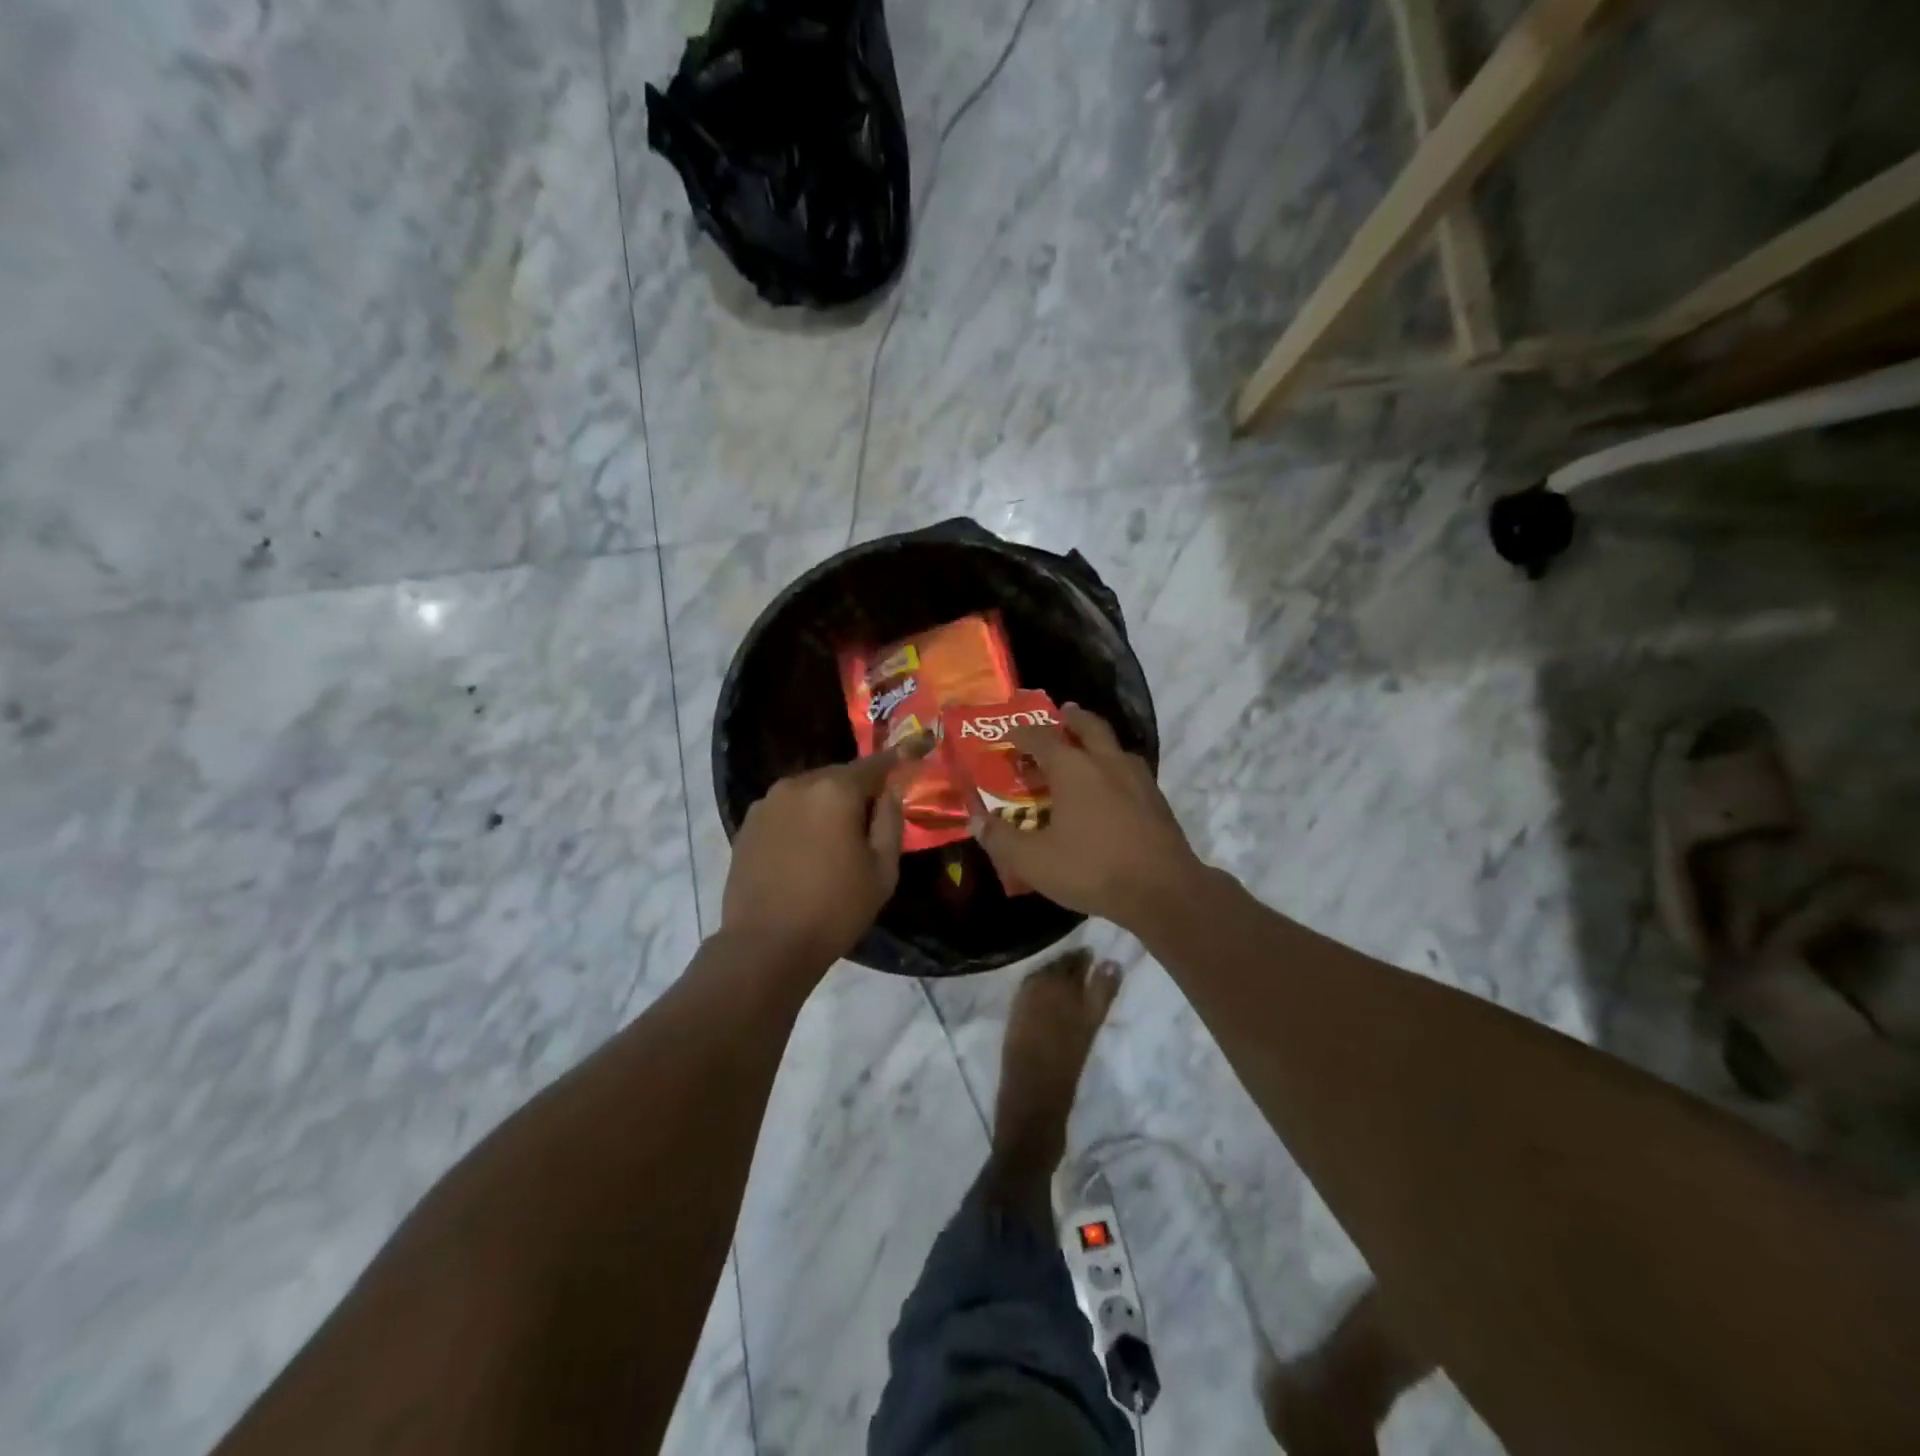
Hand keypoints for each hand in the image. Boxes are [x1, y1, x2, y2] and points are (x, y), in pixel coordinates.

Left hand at [720, 737, 928, 972]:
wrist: (766, 945)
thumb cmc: (835, 909)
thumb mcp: (882, 870)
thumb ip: (890, 821)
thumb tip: (890, 791)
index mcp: (836, 791)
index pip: (876, 764)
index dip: (898, 759)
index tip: (916, 749)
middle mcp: (798, 784)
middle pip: (840, 776)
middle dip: (859, 790)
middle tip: (873, 818)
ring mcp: (767, 802)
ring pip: (811, 792)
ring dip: (828, 804)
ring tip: (837, 838)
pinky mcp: (747, 824)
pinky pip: (787, 809)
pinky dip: (803, 818)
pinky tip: (806, 849)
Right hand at [968, 703, 1204, 926]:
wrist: (1163, 889)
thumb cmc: (1092, 869)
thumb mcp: (1034, 861)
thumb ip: (1001, 839)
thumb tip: (975, 820)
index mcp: (1073, 769)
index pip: (1042, 738)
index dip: (1023, 733)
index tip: (1010, 734)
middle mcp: (1106, 762)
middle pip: (1088, 726)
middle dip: (1071, 718)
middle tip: (1061, 714)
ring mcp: (1137, 778)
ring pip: (1114, 746)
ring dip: (1097, 741)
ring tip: (1085, 751)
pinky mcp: (1156, 799)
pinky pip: (1130, 769)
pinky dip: (1114, 766)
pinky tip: (1110, 788)